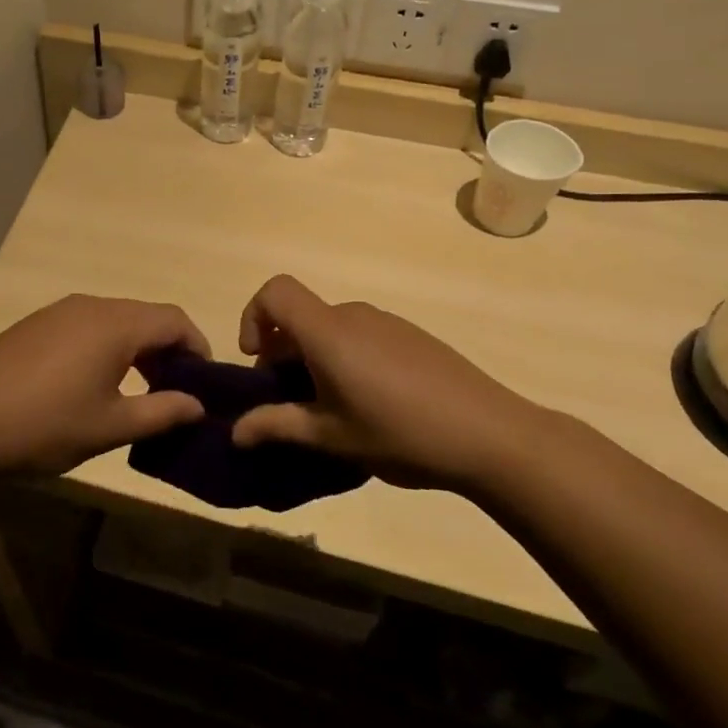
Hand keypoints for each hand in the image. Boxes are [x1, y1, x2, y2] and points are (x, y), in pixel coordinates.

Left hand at [0, 295, 210, 475]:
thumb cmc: (45, 424)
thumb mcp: (110, 427)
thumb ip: (161, 412)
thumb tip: (197, 404)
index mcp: (115, 325)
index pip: (174, 320)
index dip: (198, 346)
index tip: (203, 382)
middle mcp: (90, 306)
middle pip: (146, 316)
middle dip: (168, 349)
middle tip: (174, 391)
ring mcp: (59, 311)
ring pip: (116, 320)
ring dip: (137, 348)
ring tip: (138, 390)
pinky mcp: (36, 324)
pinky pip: (87, 325)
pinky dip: (107, 346)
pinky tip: (94, 382)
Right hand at [231, 275, 555, 489]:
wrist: (492, 435)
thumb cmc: (400, 433)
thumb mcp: (331, 437)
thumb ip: (277, 426)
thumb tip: (236, 431)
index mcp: (328, 331)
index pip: (275, 291)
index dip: (253, 316)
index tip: (258, 360)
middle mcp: (354, 315)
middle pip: (301, 315)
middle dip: (282, 351)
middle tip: (291, 401)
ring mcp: (387, 323)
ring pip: (331, 328)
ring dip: (315, 358)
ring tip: (332, 409)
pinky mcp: (412, 336)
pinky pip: (361, 335)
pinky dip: (346, 358)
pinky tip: (371, 403)